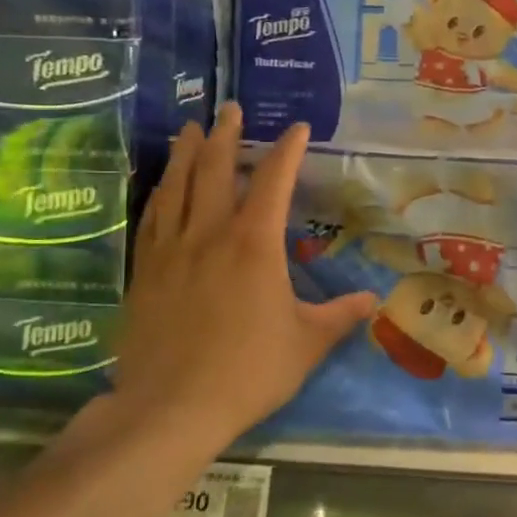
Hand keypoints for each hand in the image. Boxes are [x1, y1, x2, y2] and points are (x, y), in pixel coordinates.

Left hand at [84, 104, 376, 456]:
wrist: (171, 407)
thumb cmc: (247, 370)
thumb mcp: (306, 343)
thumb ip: (339, 316)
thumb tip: (372, 301)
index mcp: (254, 244)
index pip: (274, 181)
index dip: (287, 150)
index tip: (297, 128)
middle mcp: (210, 233)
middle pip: (215, 169)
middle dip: (226, 135)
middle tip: (230, 109)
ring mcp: (171, 249)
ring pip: (177, 185)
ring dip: (187, 153)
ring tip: (190, 129)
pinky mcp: (145, 270)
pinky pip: (152, 218)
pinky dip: (161, 192)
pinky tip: (163, 186)